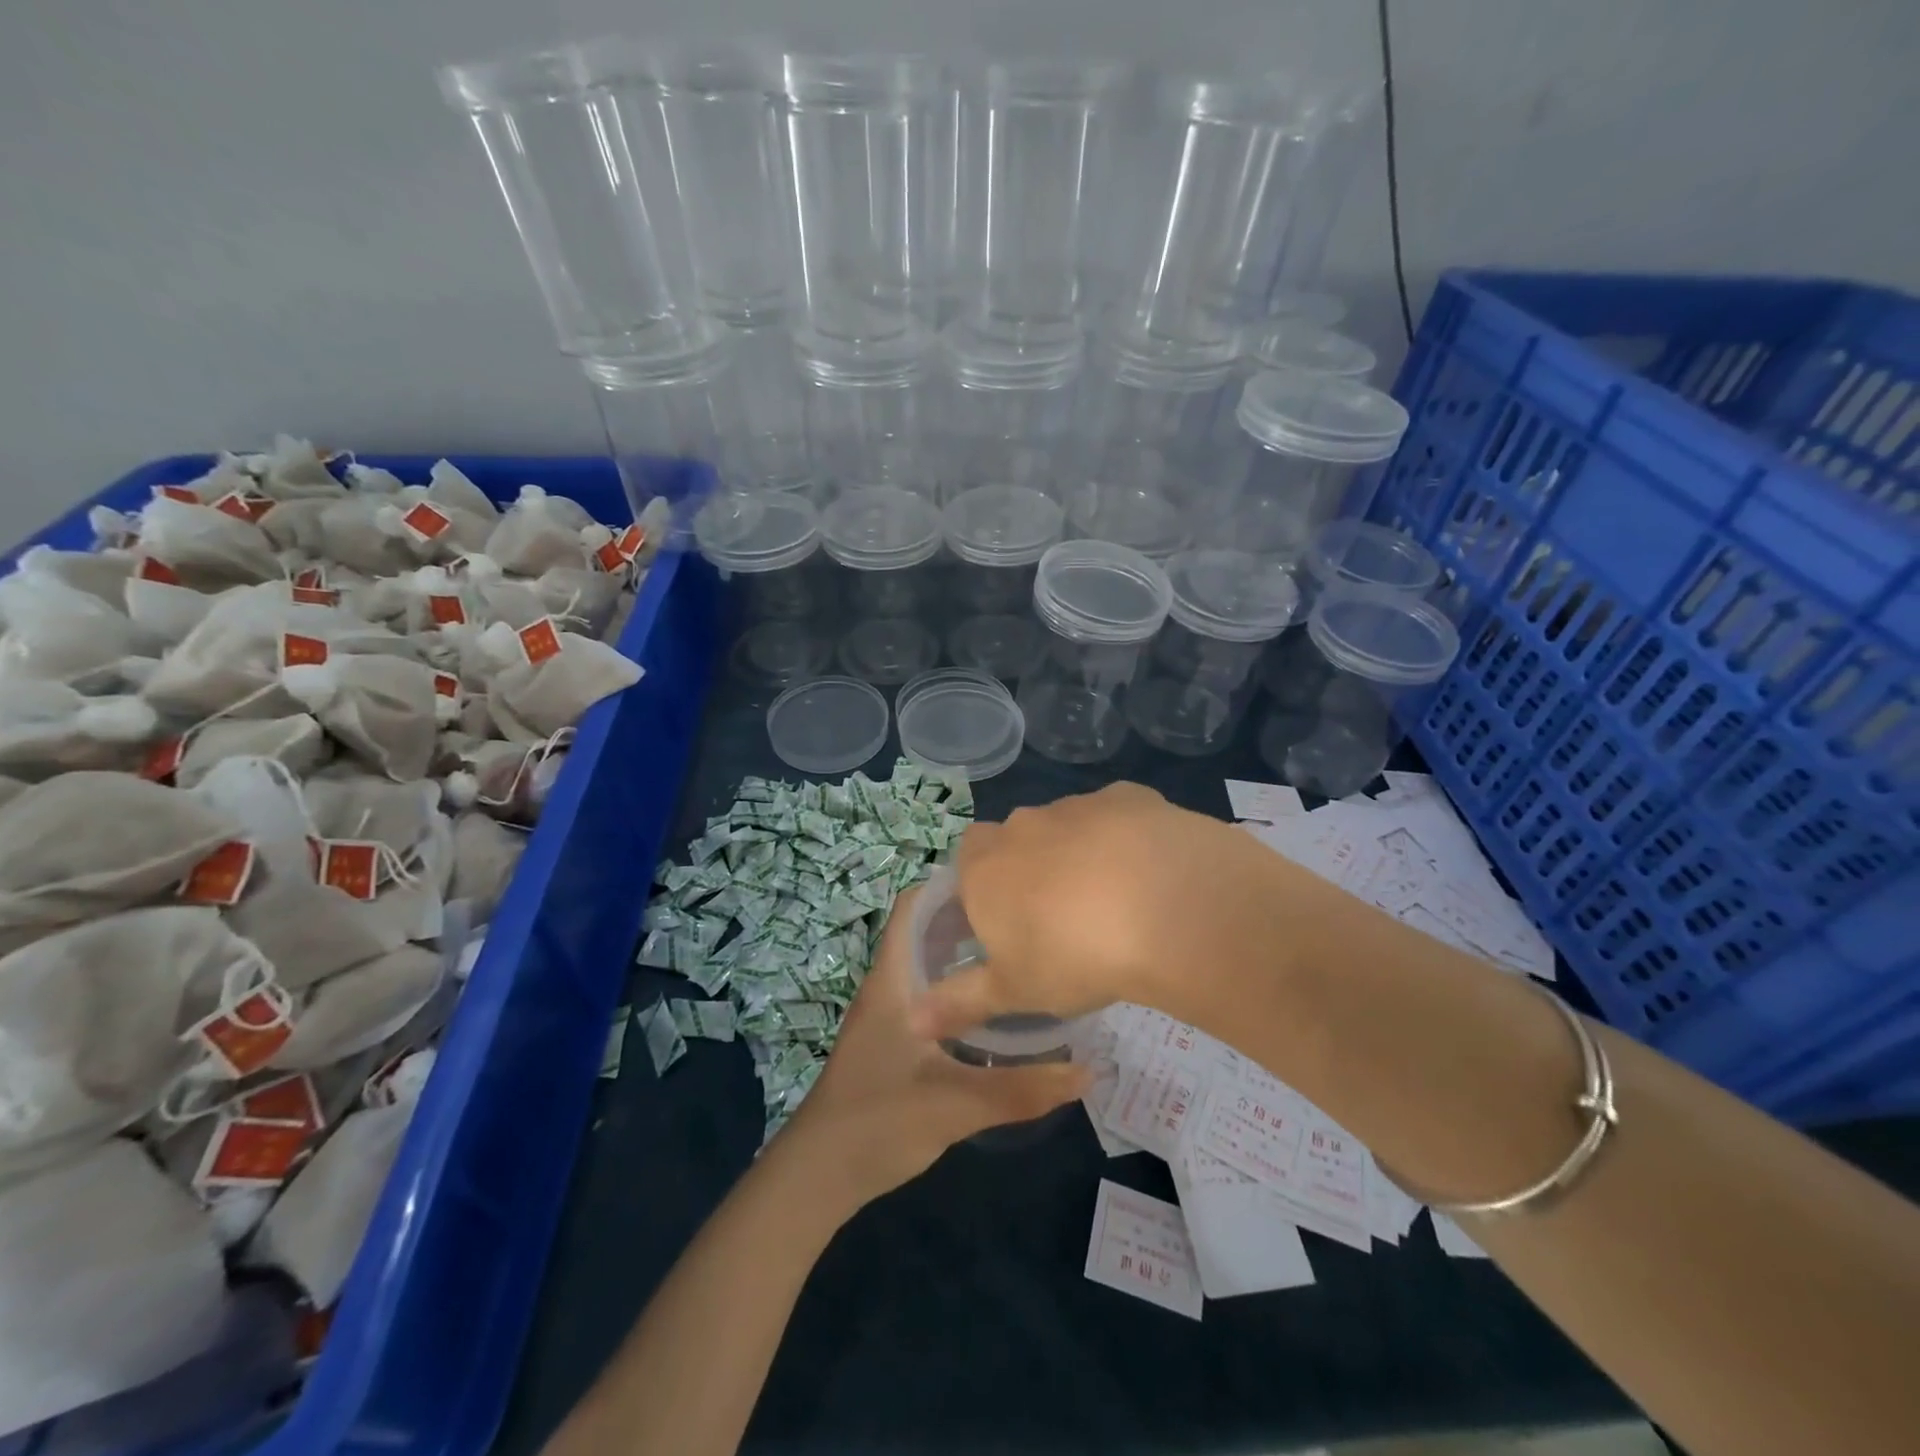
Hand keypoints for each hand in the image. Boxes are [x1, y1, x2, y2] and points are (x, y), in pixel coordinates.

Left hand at [779, 886, 1088, 1207]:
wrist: (818, 1177)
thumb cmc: (879, 1122)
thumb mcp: (957, 1105)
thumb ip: (1023, 1089)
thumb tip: (1089, 1071)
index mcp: (894, 980)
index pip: (913, 906)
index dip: (951, 884)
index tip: (1001, 881)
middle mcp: (889, 985)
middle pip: (926, 930)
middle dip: (970, 919)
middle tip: (1023, 919)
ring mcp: (888, 1013)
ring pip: (928, 964)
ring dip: (965, 955)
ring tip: (1016, 954)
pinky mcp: (892, 1039)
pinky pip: (929, 994)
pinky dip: (958, 989)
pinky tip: (992, 1009)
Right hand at [910, 783, 1265, 1039]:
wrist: (1164, 908)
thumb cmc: (1073, 956)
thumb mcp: (1013, 991)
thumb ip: (959, 1002)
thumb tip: (912, 1022)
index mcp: (986, 867)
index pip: (968, 860)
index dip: (985, 886)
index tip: (1010, 921)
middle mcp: (1024, 825)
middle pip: (1017, 840)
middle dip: (1032, 867)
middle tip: (1063, 916)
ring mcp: (1077, 805)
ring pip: (1069, 826)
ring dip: (1081, 853)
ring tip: (1115, 901)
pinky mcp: (1129, 797)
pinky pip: (1118, 816)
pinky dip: (1127, 838)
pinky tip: (1151, 871)